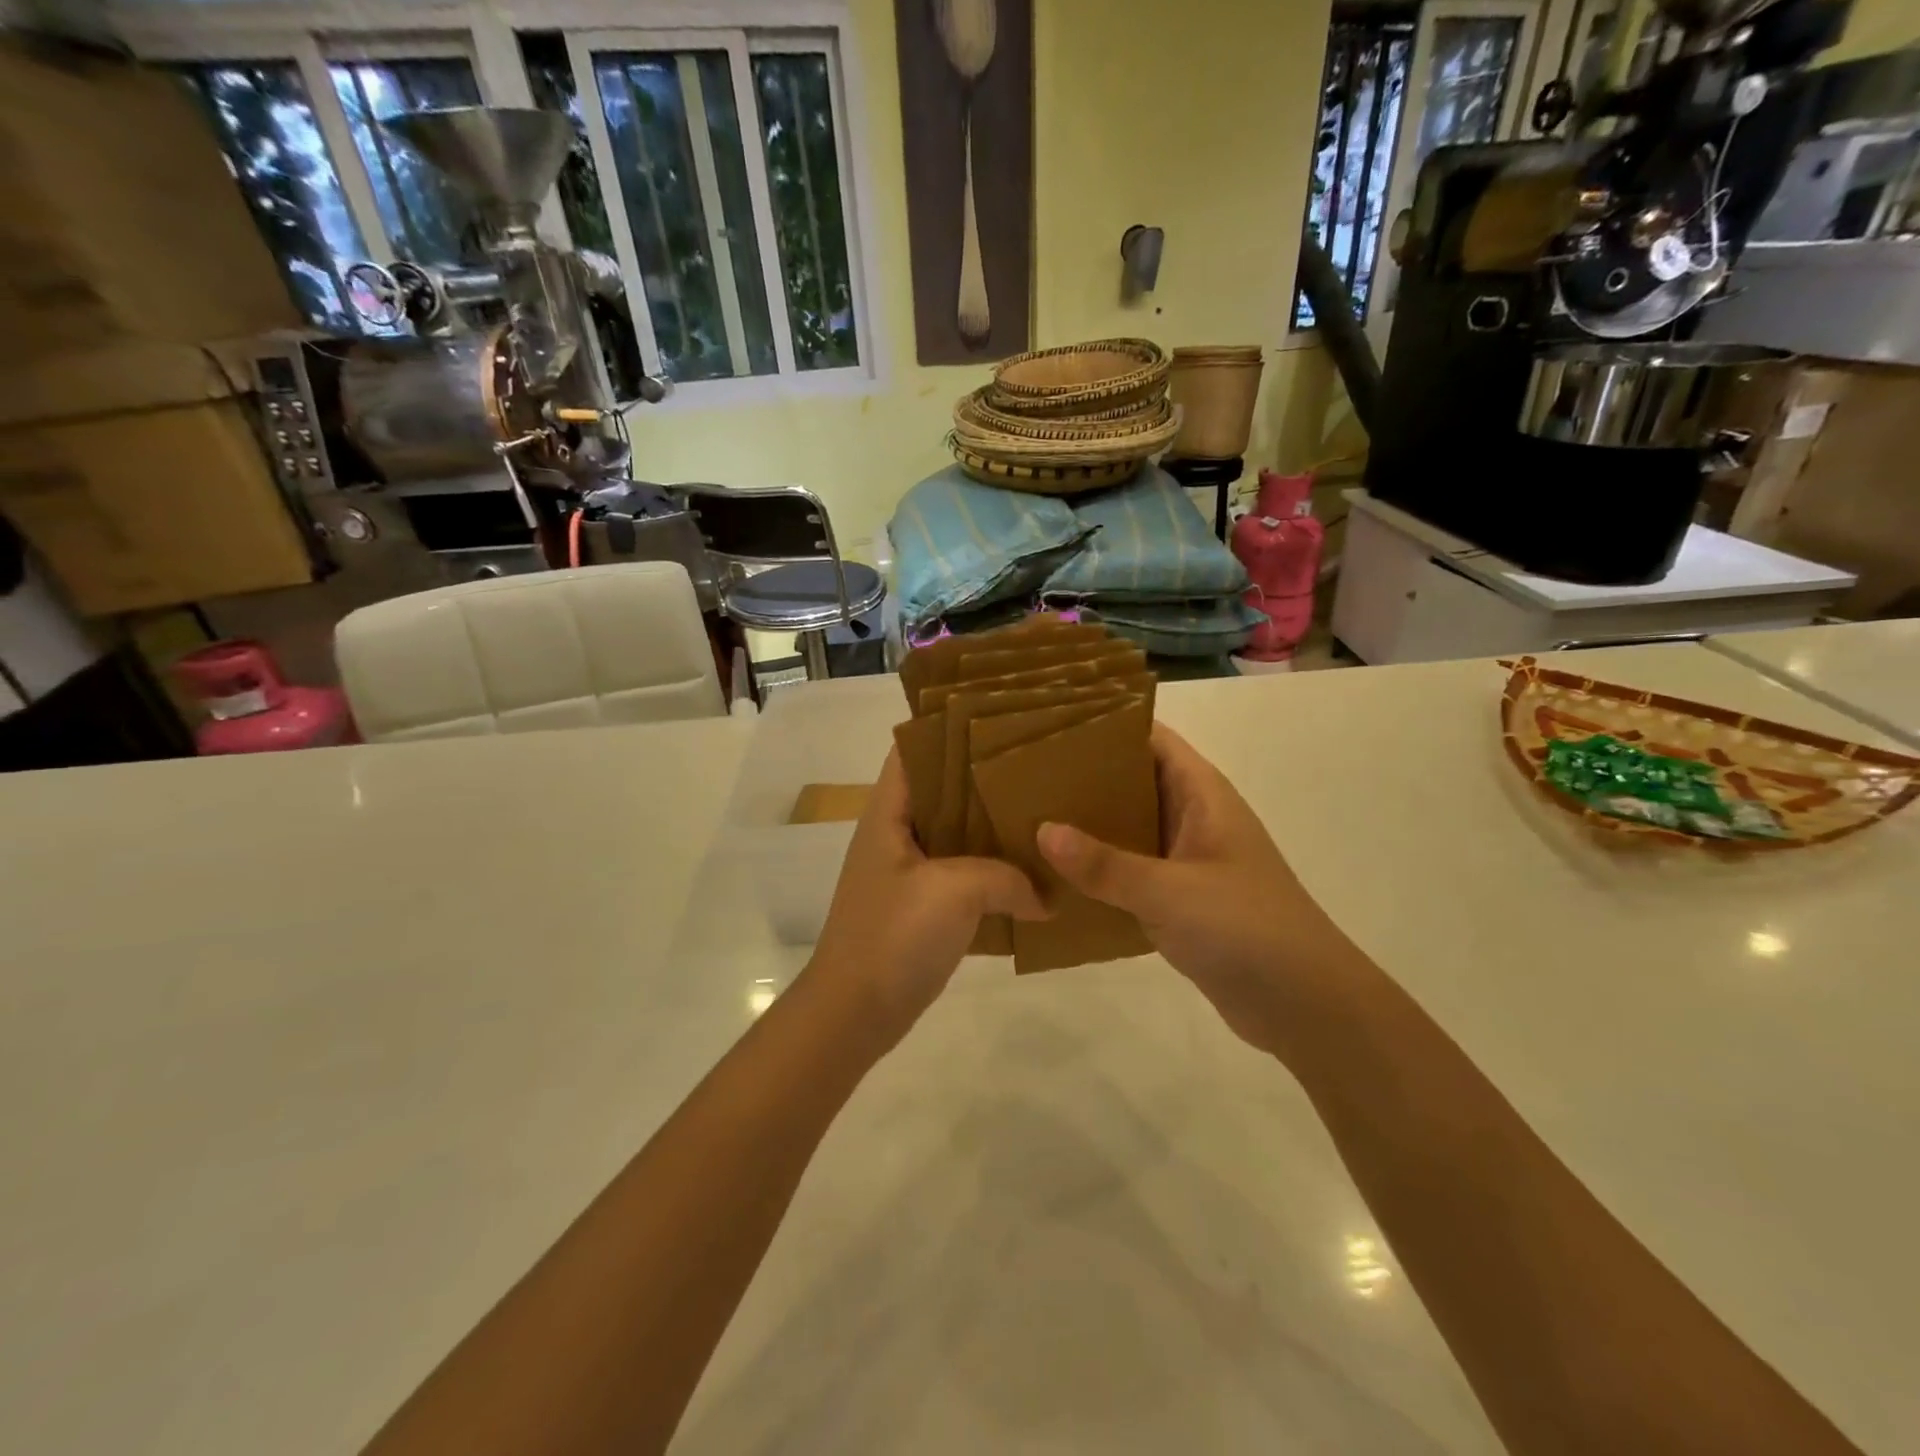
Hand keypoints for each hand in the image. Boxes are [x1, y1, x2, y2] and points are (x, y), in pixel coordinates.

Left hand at [808, 747, 1045, 1041]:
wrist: (856, 1013)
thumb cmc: (894, 937)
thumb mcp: (954, 893)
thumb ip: (1006, 878)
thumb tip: (1046, 895)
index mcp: (889, 813)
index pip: (915, 750)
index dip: (951, 729)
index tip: (1002, 720)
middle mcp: (897, 833)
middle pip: (943, 789)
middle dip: (986, 779)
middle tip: (1039, 768)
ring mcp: (909, 872)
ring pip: (957, 834)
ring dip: (993, 828)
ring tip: (1044, 813)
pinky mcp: (924, 907)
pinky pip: (964, 875)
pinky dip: (993, 872)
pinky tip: (1033, 872)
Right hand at [1037, 724, 1358, 1056]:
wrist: (1304, 1005)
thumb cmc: (1246, 928)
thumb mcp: (1170, 891)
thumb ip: (1105, 863)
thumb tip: (1042, 830)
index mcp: (1202, 795)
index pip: (1152, 739)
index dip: (1107, 726)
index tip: (1051, 725)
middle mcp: (1193, 819)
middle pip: (1134, 781)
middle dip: (1085, 776)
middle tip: (1025, 775)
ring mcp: (1187, 861)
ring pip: (1128, 828)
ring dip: (1088, 826)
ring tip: (1029, 817)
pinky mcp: (1179, 900)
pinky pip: (1130, 872)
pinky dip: (1098, 870)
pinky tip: (1055, 876)